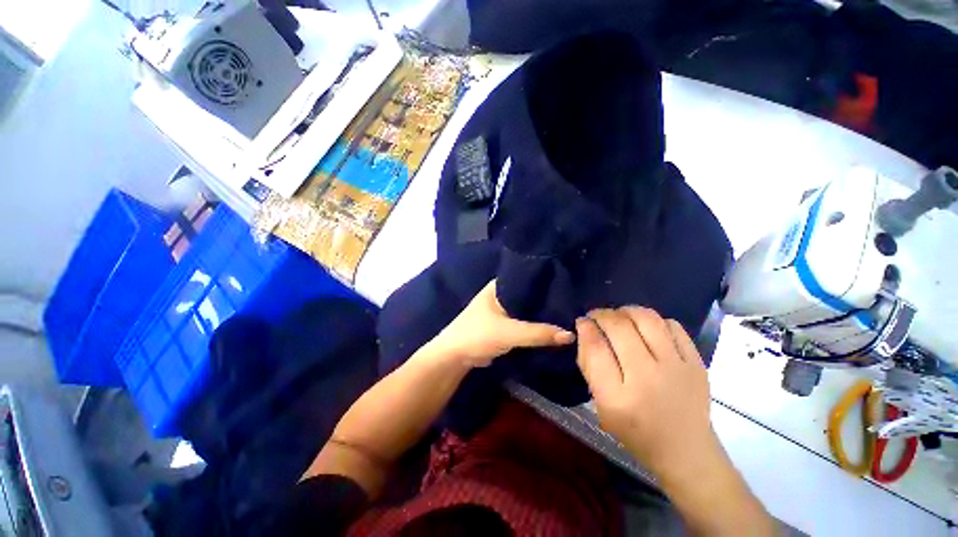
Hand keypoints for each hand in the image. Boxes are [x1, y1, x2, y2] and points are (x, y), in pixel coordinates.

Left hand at [426, 279, 575, 368]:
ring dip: (542, 313)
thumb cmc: (478, 335)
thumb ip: (538, 333)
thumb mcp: (509, 332)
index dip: (548, 281)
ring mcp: (502, 309)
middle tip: (573, 303)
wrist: (455, 357)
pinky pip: (523, 321)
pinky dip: (535, 324)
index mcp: (500, 285)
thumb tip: (571, 335)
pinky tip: (552, 326)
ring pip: (527, 309)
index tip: (570, 285)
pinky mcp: (503, 324)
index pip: (529, 277)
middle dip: (547, 299)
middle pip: (530, 294)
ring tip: (568, 313)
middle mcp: (502, 294)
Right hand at [575, 307, 720, 481]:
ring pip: (647, 319)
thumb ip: (589, 365)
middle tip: (596, 316)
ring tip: (619, 316)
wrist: (685, 450)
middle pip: (620, 328)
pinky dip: (654, 320)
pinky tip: (646, 327)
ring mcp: (677, 368)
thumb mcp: (601, 404)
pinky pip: (673, 326)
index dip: (585, 327)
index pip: (596, 347)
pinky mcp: (697, 363)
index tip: (582, 321)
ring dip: (627, 311)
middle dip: (602, 314)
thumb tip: (584, 330)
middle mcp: (648, 378)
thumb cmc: (635, 430)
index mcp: (618, 397)